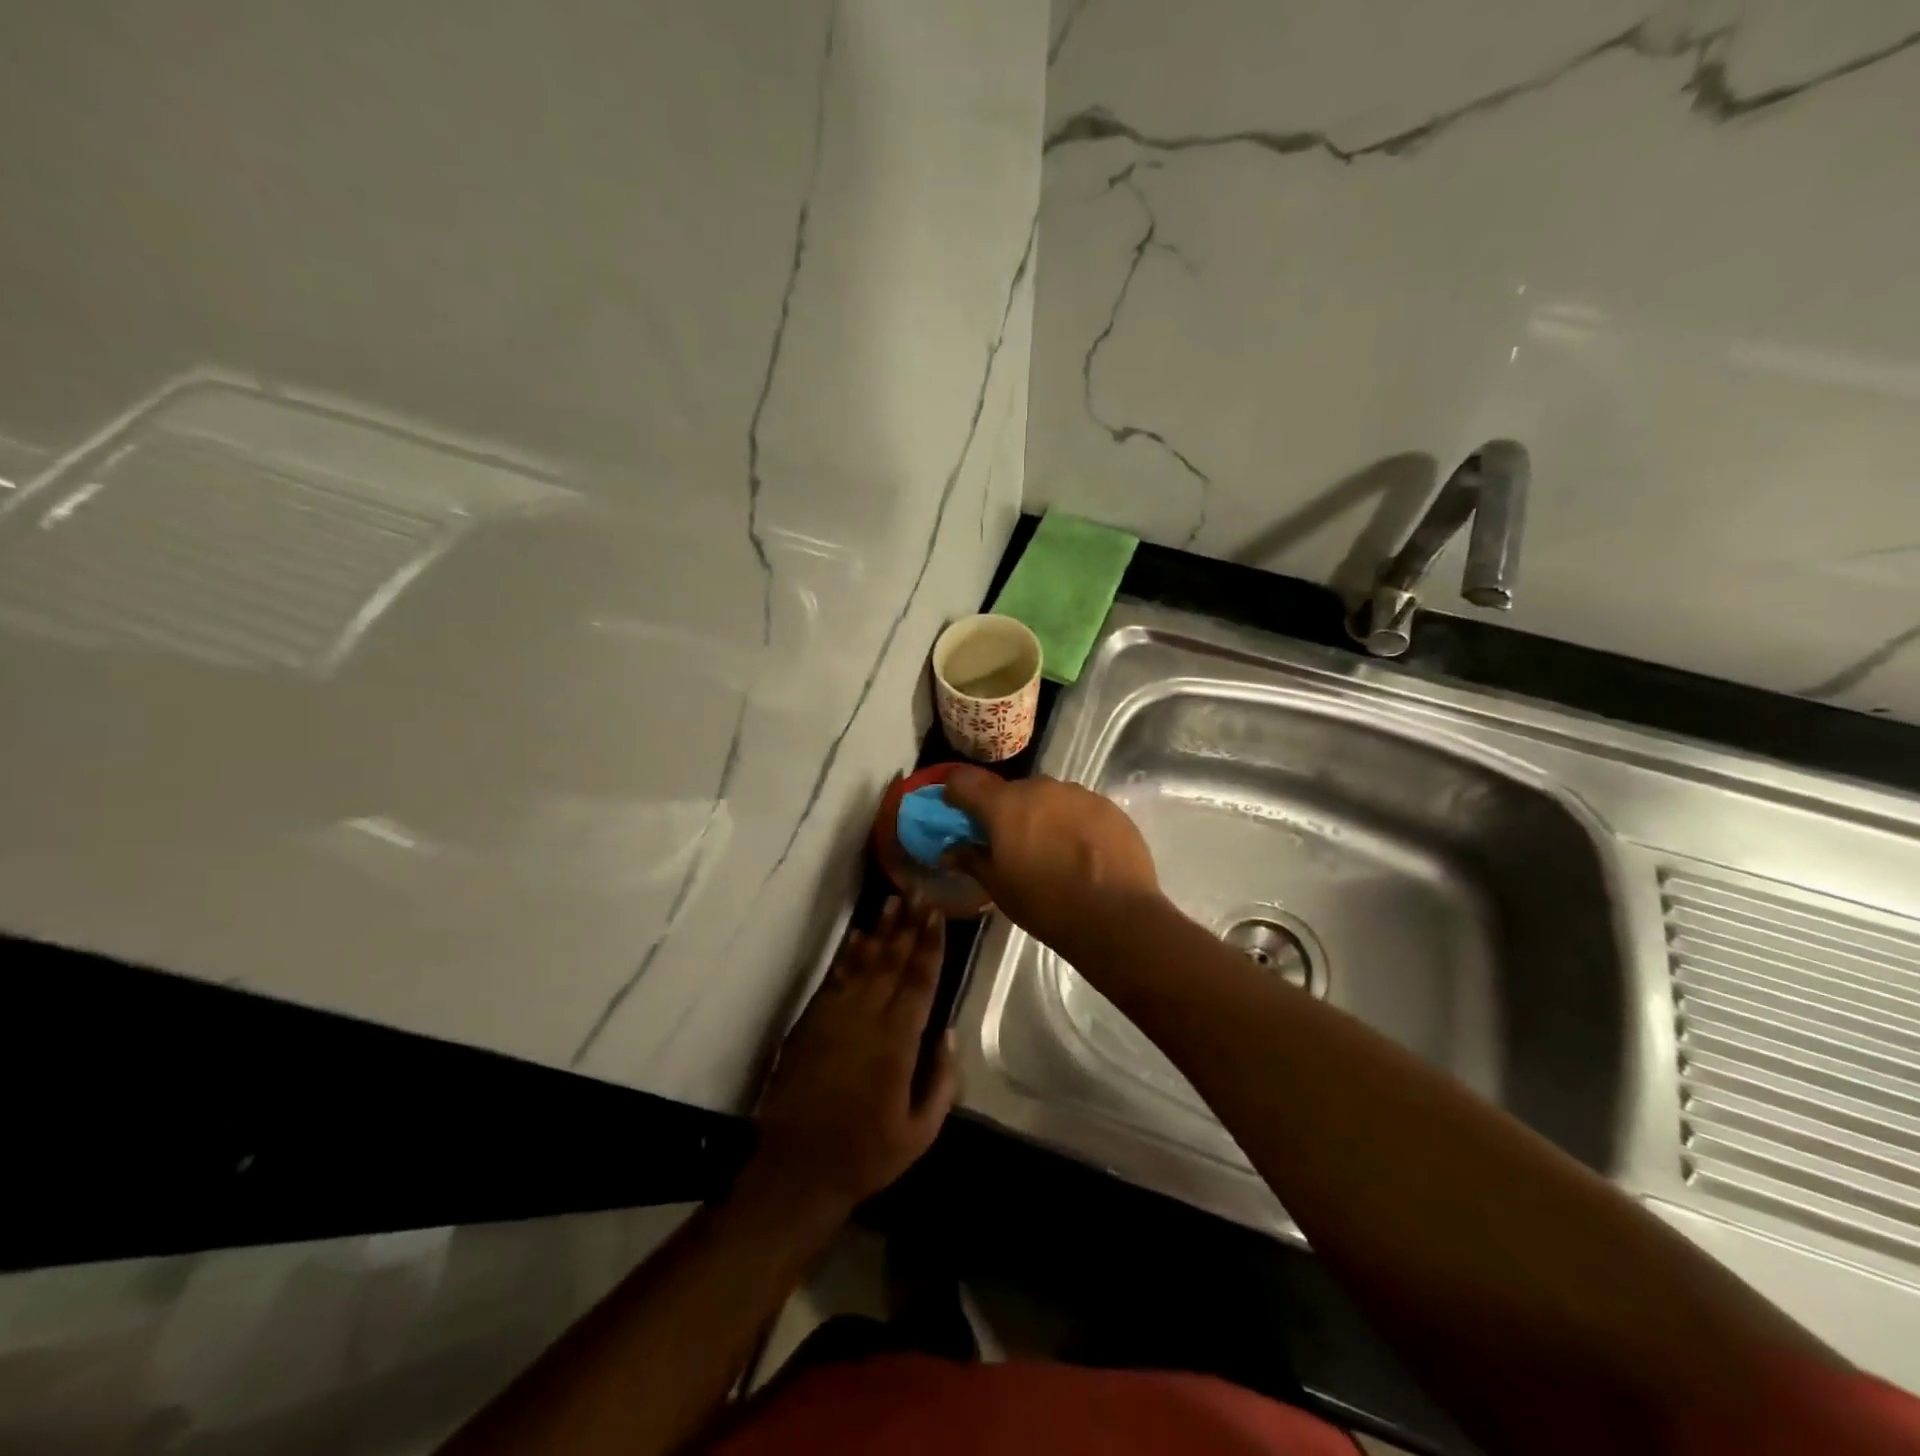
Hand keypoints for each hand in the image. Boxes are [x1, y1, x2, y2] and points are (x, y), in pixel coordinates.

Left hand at [750, 898, 958, 1216]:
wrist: (797, 1169)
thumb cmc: (866, 1154)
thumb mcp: (921, 1132)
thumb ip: (942, 1081)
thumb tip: (948, 1033)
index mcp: (898, 1044)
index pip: (919, 982)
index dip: (930, 945)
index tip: (938, 914)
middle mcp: (867, 1020)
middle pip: (892, 962)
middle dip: (908, 926)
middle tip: (919, 893)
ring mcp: (835, 1018)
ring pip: (863, 963)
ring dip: (880, 931)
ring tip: (892, 901)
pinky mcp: (810, 1023)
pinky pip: (834, 978)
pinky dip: (847, 954)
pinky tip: (857, 936)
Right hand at [940, 768, 1161, 957]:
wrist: (1116, 915)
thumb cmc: (1045, 903)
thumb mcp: (998, 887)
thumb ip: (971, 860)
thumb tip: (950, 851)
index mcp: (1004, 805)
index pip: (965, 782)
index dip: (957, 796)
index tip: (960, 816)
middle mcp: (1040, 788)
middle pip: (1011, 792)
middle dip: (1006, 812)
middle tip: (1012, 845)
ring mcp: (1078, 794)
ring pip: (1048, 798)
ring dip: (1042, 816)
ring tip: (1052, 850)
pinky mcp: (1108, 806)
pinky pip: (1079, 808)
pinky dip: (1073, 823)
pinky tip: (1083, 853)